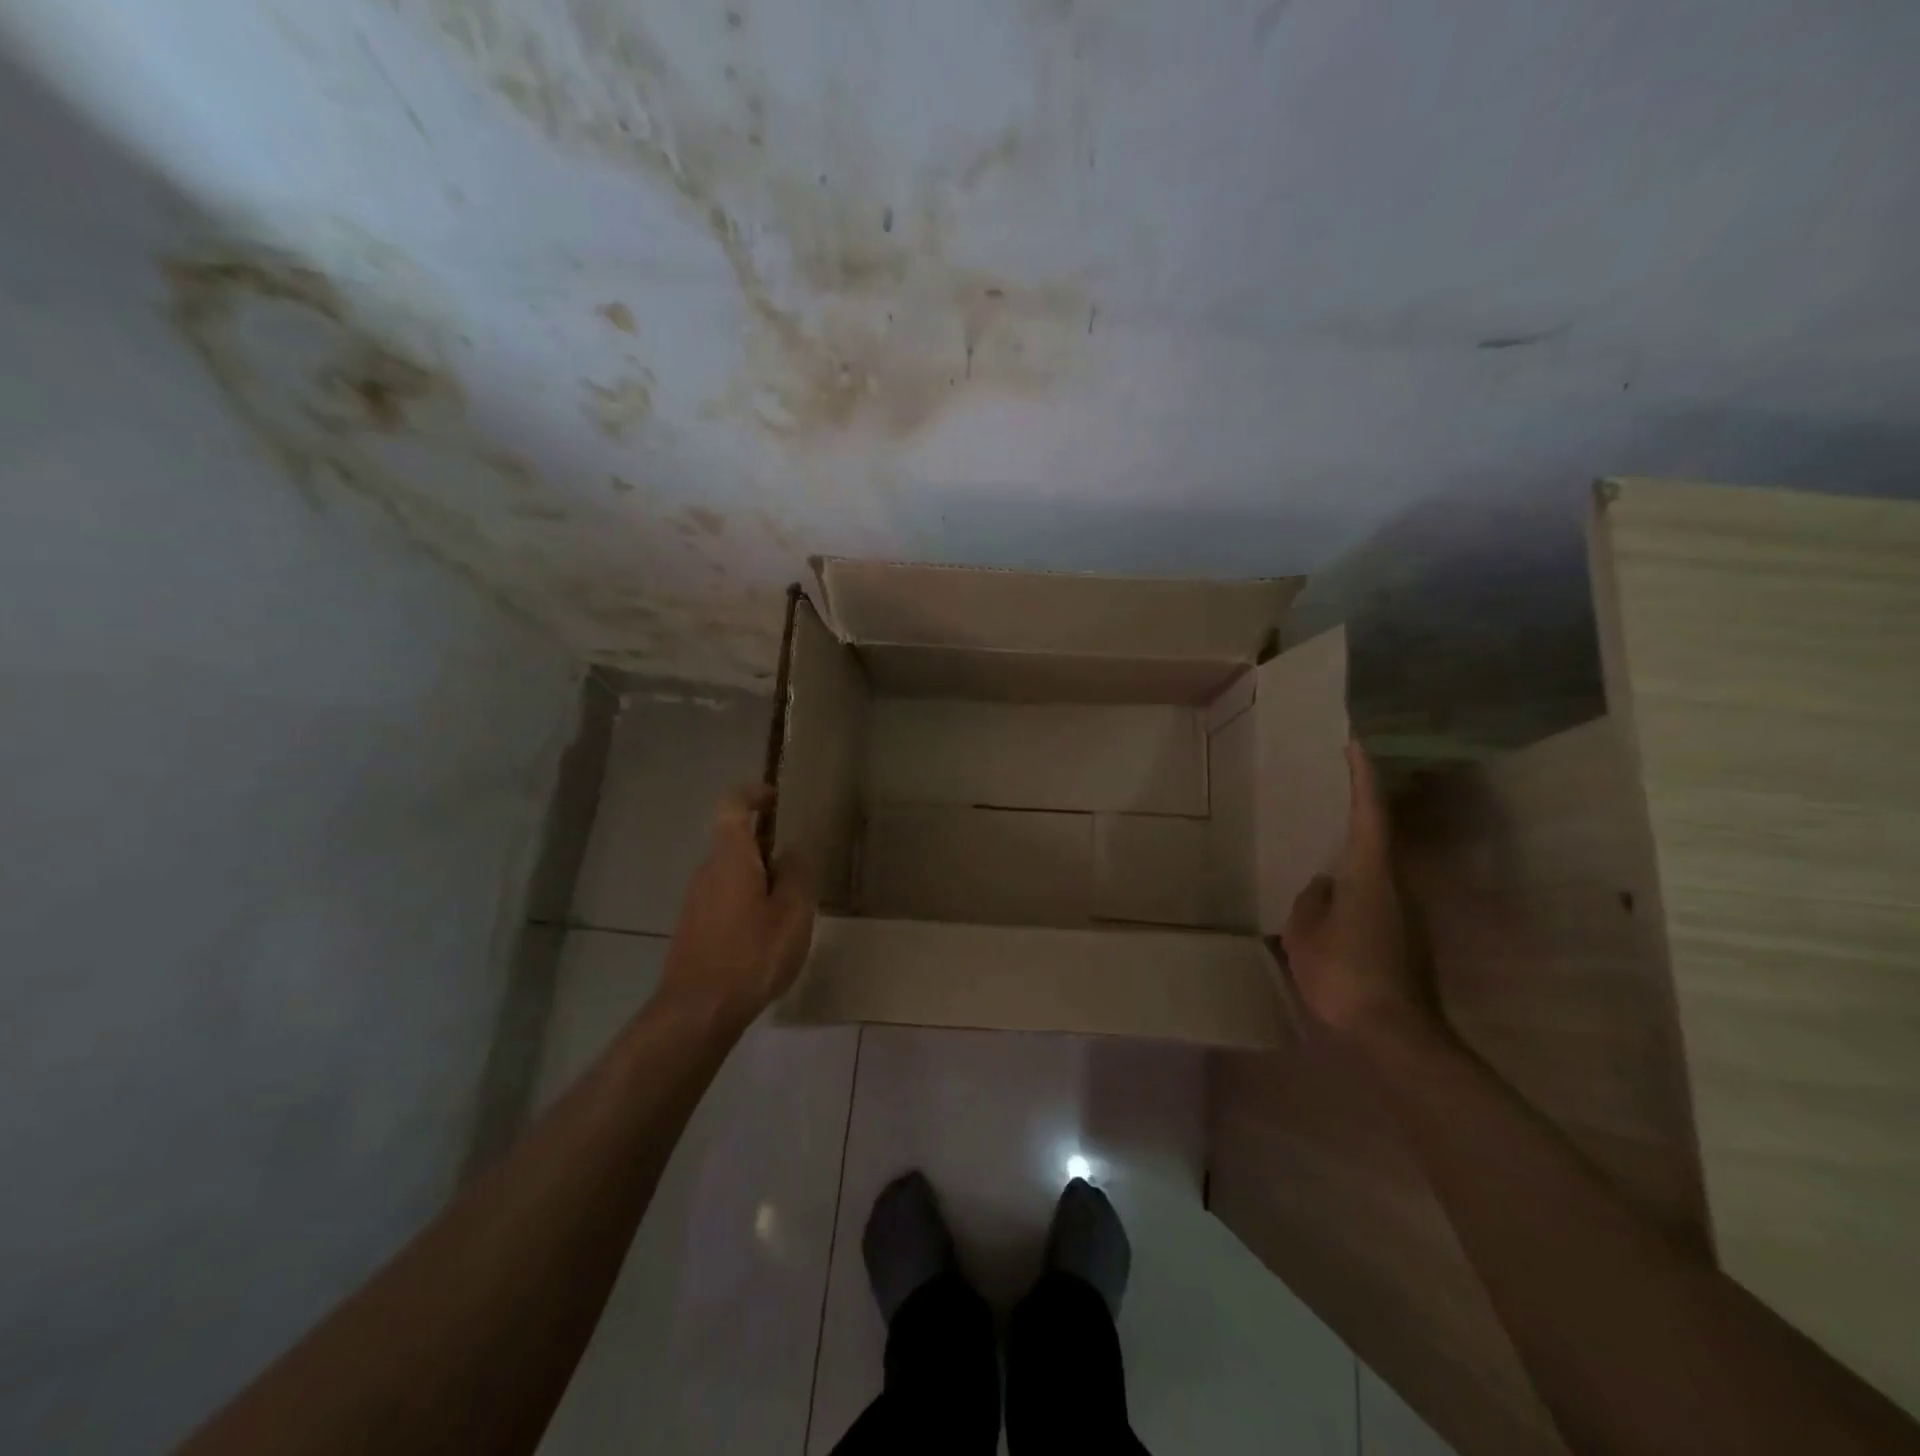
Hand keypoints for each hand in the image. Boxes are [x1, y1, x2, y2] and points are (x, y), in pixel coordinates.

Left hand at [660, 786, 814, 1026]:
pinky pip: (724, 899)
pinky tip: (767, 934)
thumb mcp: (792, 914)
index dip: (754, 795)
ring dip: (759, 879)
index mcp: (731, 858)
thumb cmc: (751, 955)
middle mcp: (707, 871)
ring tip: (791, 906)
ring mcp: (695, 901)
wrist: (697, 1011)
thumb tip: (793, 851)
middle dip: (768, 847)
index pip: (733, 805)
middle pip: (735, 842)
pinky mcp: (693, 928)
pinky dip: (747, 902)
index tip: (777, 799)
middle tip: (801, 866)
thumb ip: (797, 875)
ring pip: (732, 874)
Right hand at [1281, 740, 1442, 1048]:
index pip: (1369, 813)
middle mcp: (1397, 886)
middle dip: (1358, 813)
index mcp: (1370, 875)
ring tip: (1322, 853)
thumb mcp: (1305, 934)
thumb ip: (1311, 901)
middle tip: (1332, 794)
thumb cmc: (1344, 974)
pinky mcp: (1407, 941)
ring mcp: (1407, 916)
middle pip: (1378, 839)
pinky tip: (1333, 906)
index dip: (1362, 777)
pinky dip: (1355, 890)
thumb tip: (1323, 885)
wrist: (1395, 1036)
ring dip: (1354, 857)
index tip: (1355, 746)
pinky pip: (1375, 899)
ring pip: (1376, 872)